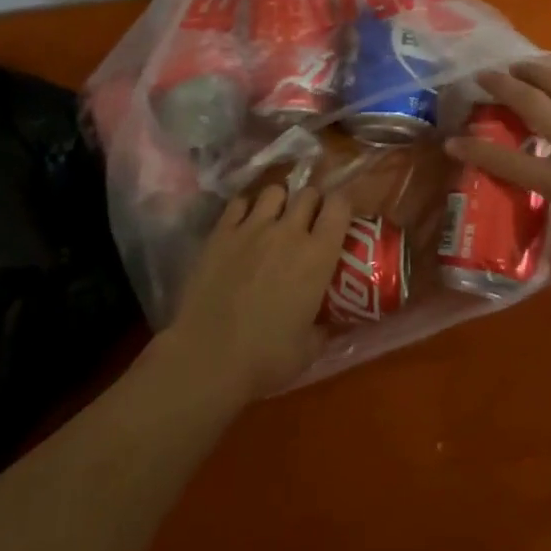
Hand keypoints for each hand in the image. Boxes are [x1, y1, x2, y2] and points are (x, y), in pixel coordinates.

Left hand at [159, 184, 354, 400]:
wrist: (208, 359)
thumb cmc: (266, 359)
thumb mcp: (310, 348)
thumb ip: (326, 326)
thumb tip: (334, 320)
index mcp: (318, 255)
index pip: (340, 206)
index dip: (342, 206)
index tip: (340, 219)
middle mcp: (289, 231)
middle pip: (308, 193)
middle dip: (312, 203)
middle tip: (308, 223)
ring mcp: (252, 228)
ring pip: (274, 191)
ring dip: (280, 202)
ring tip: (276, 219)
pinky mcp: (221, 233)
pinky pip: (239, 202)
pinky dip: (246, 208)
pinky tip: (244, 224)